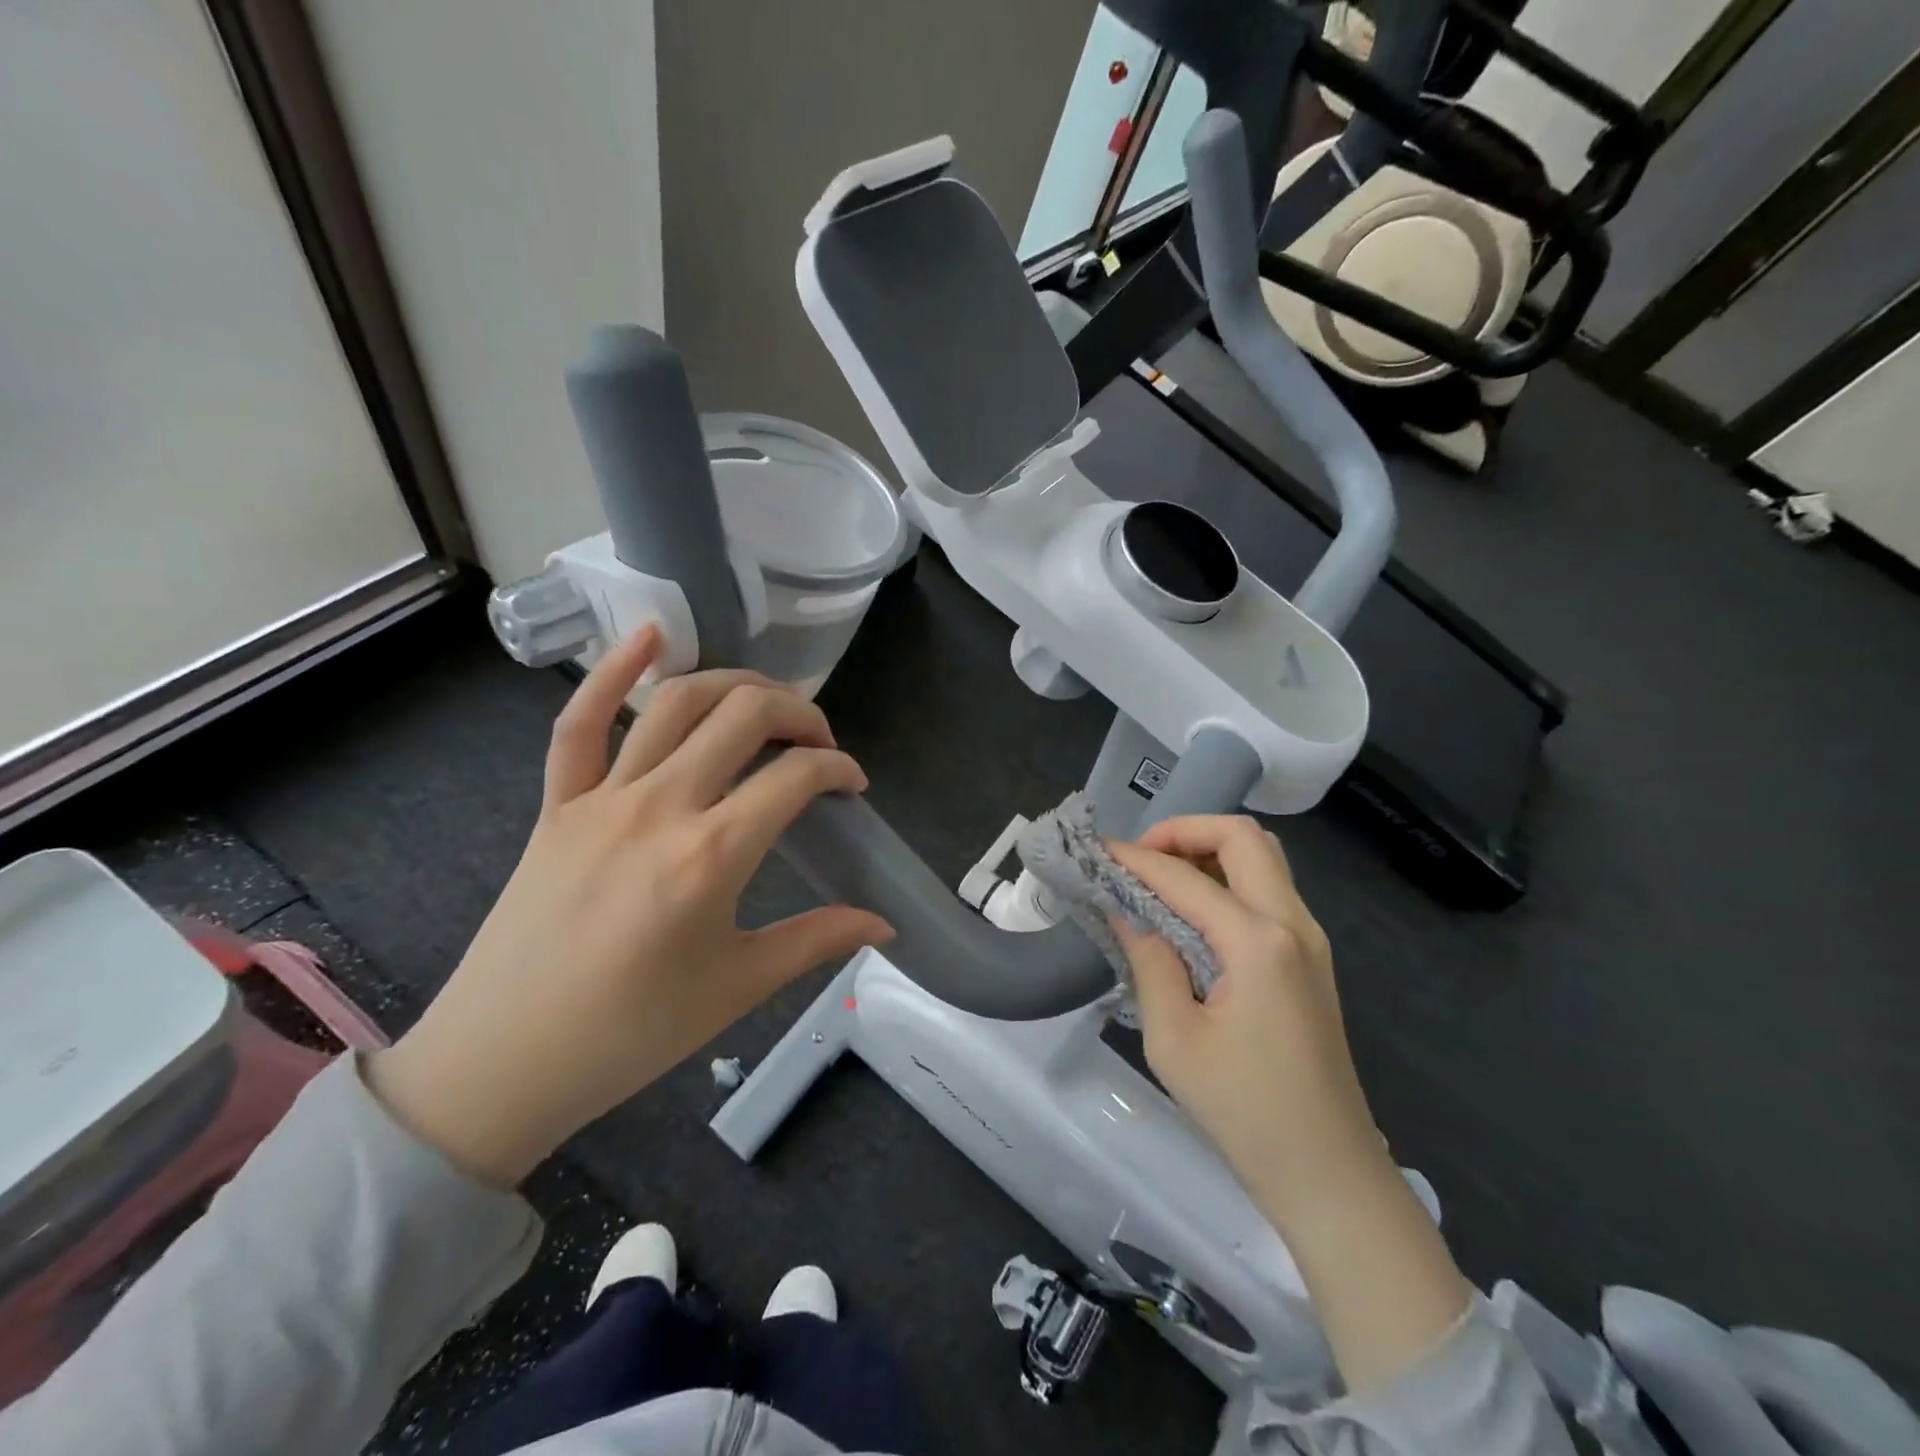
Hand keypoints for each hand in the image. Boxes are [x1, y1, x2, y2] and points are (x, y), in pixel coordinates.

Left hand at [366, 627, 893, 1186]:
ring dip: (734, 685)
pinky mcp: (558, 803)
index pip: (796, 776)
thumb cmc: (632, 1032)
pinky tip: (650, 635)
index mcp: (712, 855)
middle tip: (819, 742)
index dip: (839, 769)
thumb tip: (886, 926)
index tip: (852, 786)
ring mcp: (602, 797)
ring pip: (677, 703)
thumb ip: (819, 941)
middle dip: (799, 713)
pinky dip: (612, 670)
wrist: (503, 1063)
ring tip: (766, 702)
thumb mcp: (738, 987)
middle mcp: (661, 806)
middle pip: (745, 715)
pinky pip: (580, 722)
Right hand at [1107, 816, 1376, 1208]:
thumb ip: (1149, 962)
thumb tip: (1127, 911)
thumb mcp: (1174, 1039)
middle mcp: (1293, 924)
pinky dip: (1227, 878)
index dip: (1135, 859)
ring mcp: (1310, 939)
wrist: (1328, 1172)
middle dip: (1184, 831)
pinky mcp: (1311, 958)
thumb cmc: (1244, 1111)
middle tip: (1140, 859)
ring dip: (1209, 850)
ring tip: (1161, 879)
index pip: (1185, 877)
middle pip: (1243, 836)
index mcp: (1259, 943)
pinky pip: (1269, 889)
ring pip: (1263, 857)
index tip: (1096, 853)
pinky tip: (1192, 912)